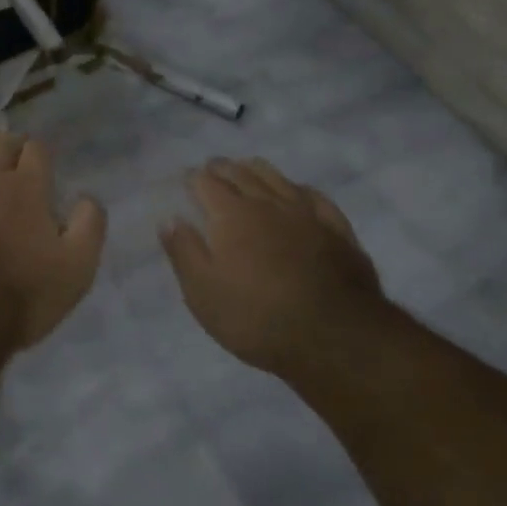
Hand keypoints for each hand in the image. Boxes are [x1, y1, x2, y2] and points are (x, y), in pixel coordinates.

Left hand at [0, 121, 106, 349]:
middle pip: (1, 145)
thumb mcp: (76, 268)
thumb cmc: (21, 295)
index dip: (39, 150)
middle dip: (10, 139)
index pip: (36, 153)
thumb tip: (88, 196)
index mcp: (28, 189)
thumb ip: (89, 226)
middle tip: (12, 137)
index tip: (40, 153)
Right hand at [160, 158, 386, 374]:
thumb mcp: (203, 293)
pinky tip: (297, 192)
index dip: (193, 178)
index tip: (186, 179)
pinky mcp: (337, 229)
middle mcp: (267, 202)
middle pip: (240, 173)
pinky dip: (298, 189)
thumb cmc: (257, 318)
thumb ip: (184, 252)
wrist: (335, 337)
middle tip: (212, 168)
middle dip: (222, 168)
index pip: (206, 182)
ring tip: (247, 168)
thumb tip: (169, 219)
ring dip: (256, 169)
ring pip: (277, 177)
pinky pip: (314, 196)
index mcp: (231, 214)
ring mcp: (306, 213)